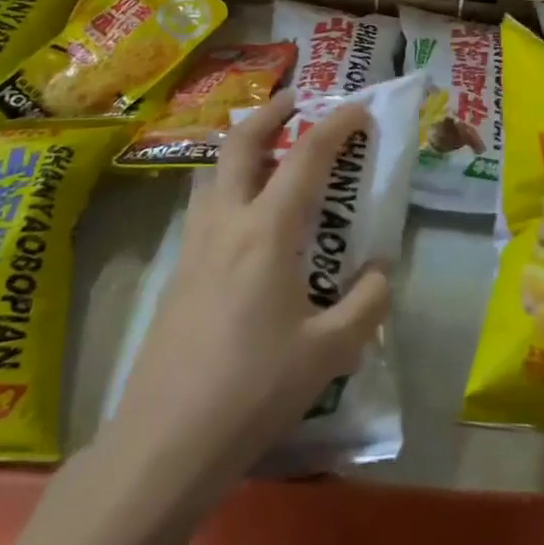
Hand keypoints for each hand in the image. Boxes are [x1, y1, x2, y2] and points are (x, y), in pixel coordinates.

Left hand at [105, 90, 391, 496]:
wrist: (164, 443)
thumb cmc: (253, 391)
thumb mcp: (330, 352)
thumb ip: (366, 303)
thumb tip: (378, 272)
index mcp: (267, 233)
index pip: (306, 158)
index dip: (336, 126)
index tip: (359, 110)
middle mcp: (226, 224)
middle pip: (239, 145)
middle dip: (270, 113)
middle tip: (296, 101)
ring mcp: (194, 247)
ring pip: (213, 173)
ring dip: (243, 148)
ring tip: (271, 154)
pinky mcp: (178, 273)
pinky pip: (205, 208)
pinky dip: (230, 188)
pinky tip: (249, 223)